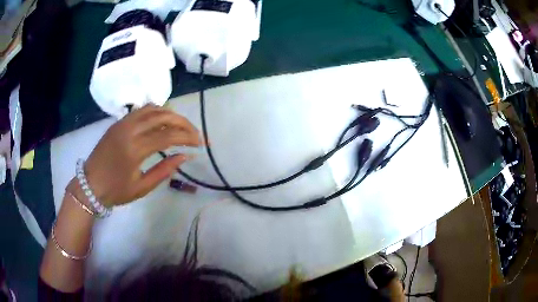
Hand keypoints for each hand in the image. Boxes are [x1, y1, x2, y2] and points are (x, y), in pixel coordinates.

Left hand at [78, 105, 200, 206]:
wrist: (90, 184)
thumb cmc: (115, 190)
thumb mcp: (142, 187)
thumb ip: (165, 170)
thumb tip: (185, 156)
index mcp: (135, 149)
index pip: (168, 135)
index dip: (188, 137)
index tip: (201, 143)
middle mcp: (130, 130)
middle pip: (163, 116)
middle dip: (184, 123)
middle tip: (195, 133)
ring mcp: (123, 122)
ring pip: (153, 109)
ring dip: (171, 114)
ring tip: (182, 126)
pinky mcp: (119, 122)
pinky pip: (141, 110)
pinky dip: (156, 111)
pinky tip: (163, 120)